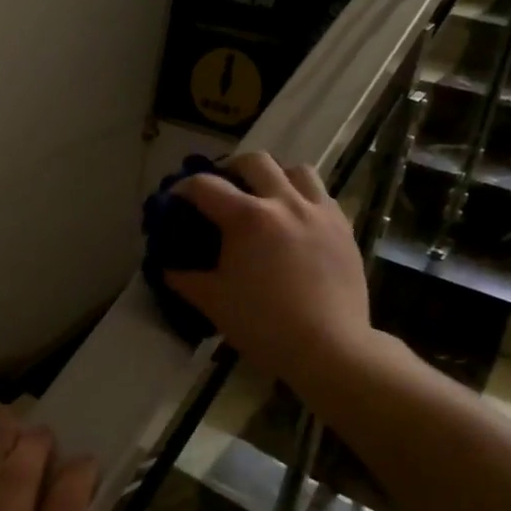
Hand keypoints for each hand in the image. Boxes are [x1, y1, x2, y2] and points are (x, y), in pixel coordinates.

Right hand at [164, 153, 377, 389]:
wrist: (329, 349)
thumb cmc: (264, 325)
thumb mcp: (213, 302)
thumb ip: (185, 279)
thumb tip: (167, 266)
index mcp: (247, 218)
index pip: (205, 186)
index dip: (183, 188)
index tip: (175, 200)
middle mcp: (285, 203)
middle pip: (255, 161)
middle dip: (231, 168)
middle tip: (223, 189)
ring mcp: (319, 212)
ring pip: (297, 170)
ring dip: (275, 177)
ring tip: (266, 197)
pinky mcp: (344, 228)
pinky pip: (322, 196)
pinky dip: (303, 198)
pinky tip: (295, 222)